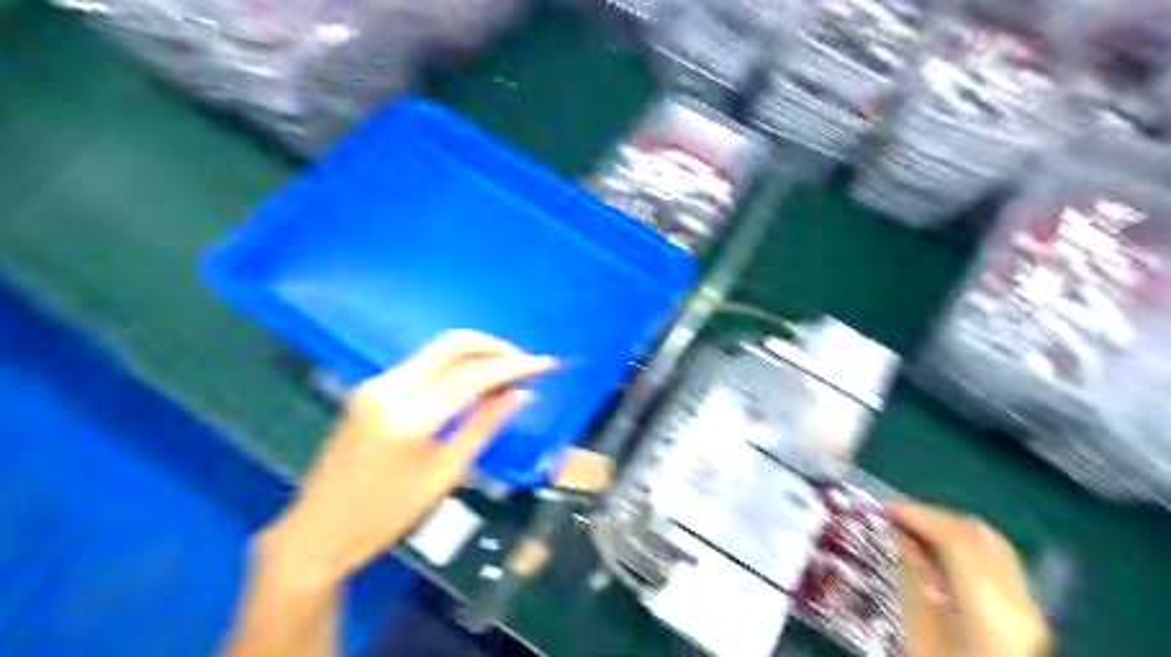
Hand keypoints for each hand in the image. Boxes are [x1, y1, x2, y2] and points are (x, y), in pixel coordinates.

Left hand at [264, 332, 555, 586]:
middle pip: (453, 344)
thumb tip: (521, 394)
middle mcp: (392, 386)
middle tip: (525, 363)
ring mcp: (377, 383)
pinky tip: (473, 384)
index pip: (474, 375)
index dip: (515, 366)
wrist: (318, 530)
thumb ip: (484, 426)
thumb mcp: (445, 474)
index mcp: (411, 415)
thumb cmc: (386, 515)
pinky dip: (454, 366)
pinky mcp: (372, 387)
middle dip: (495, 346)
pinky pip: (423, 364)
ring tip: (506, 374)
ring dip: (476, 354)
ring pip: (438, 350)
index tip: (545, 364)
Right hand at [894, 499, 1046, 656]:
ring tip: (912, 531)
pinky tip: (939, 556)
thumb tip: (902, 538)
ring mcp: (1031, 610)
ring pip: (994, 546)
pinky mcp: (1029, 619)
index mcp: (990, 609)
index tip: (883, 508)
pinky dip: (966, 548)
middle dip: (935, 517)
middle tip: (895, 516)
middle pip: (981, 535)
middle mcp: (1020, 601)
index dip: (919, 515)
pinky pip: (998, 565)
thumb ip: (914, 584)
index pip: (957, 539)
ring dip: (951, 529)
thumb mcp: (921, 642)